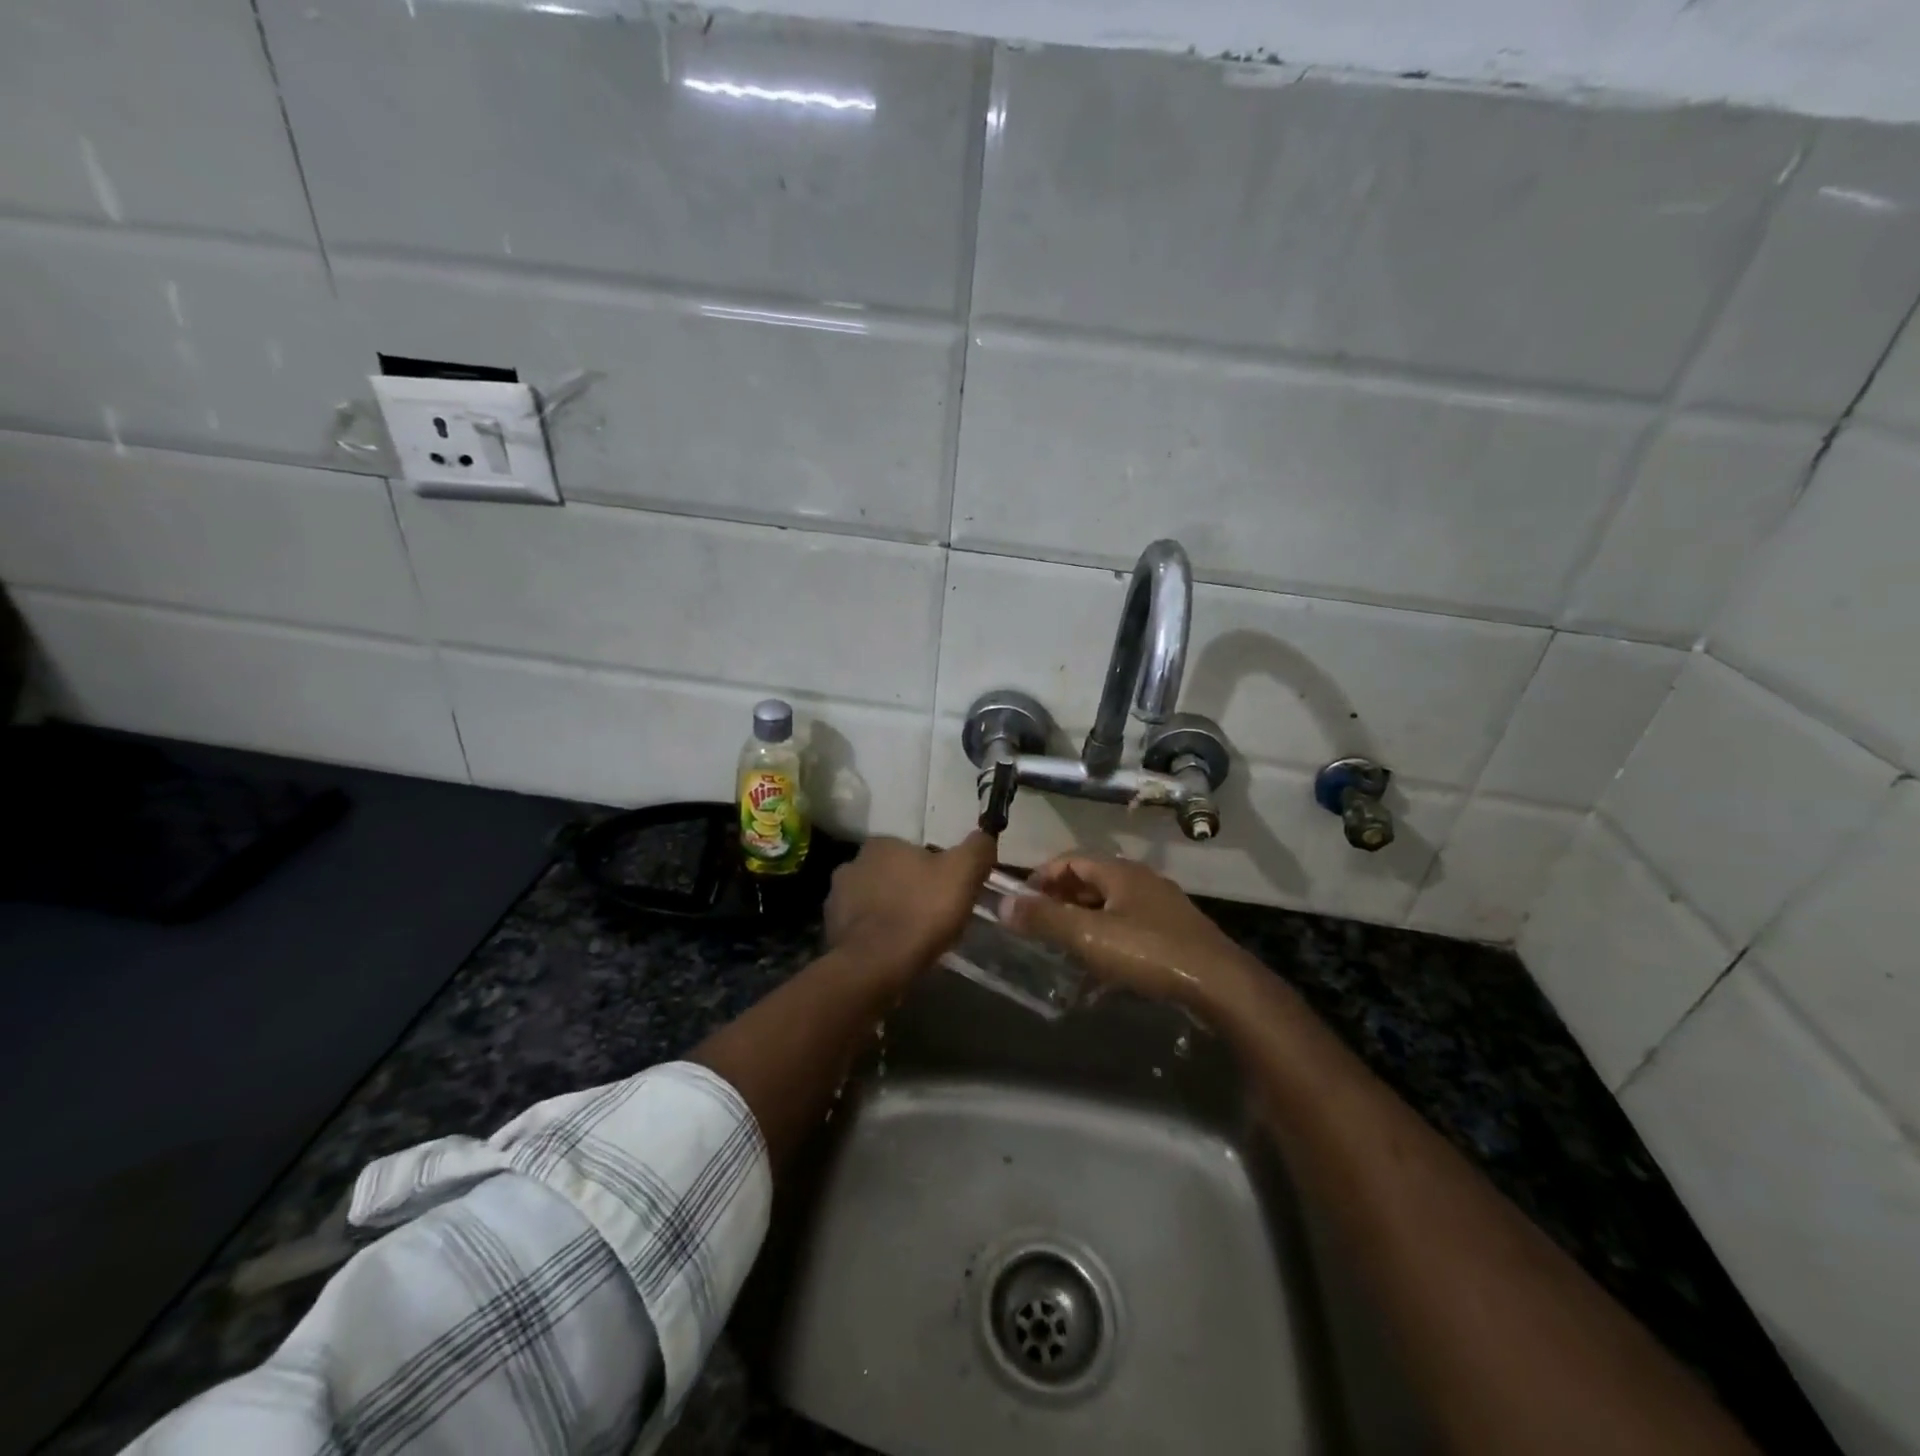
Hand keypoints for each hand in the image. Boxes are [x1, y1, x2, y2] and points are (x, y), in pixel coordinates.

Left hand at [824, 832, 997, 979]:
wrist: (876, 967)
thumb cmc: (921, 911)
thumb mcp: (963, 873)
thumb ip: (977, 849)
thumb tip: (985, 836)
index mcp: (880, 844)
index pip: (912, 850)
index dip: (933, 869)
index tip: (948, 891)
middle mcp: (851, 865)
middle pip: (891, 875)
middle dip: (909, 890)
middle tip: (934, 915)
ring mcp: (836, 900)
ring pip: (874, 901)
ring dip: (890, 913)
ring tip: (915, 937)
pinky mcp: (831, 933)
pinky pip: (862, 929)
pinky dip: (877, 937)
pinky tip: (894, 952)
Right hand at [1002, 854, 1258, 1009]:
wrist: (1220, 984)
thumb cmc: (1149, 952)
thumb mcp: (1089, 936)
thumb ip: (1045, 919)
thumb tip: (1003, 904)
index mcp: (1120, 871)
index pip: (1071, 859)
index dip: (1042, 876)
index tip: (1021, 902)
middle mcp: (1141, 880)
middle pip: (1091, 880)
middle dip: (1060, 899)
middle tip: (1037, 925)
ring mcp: (1161, 906)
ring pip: (1110, 905)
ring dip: (1083, 920)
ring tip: (1062, 946)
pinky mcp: (1174, 933)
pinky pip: (1129, 927)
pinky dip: (1107, 938)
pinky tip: (1100, 969)